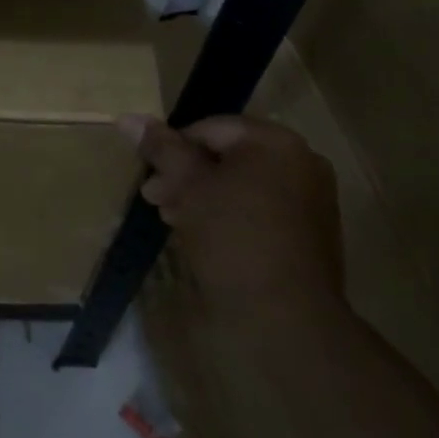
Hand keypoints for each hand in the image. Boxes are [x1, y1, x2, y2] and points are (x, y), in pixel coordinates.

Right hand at [118, 113, 342, 316]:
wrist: (286, 319)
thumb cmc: (232, 238)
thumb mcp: (188, 188)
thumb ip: (161, 149)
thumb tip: (127, 118)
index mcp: (275, 142)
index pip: (209, 127)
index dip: (173, 148)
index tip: (149, 175)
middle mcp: (301, 161)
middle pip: (227, 156)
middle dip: (185, 175)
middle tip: (153, 198)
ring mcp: (311, 199)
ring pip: (242, 184)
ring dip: (203, 196)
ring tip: (173, 219)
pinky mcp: (311, 233)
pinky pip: (261, 209)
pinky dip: (231, 215)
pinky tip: (204, 237)